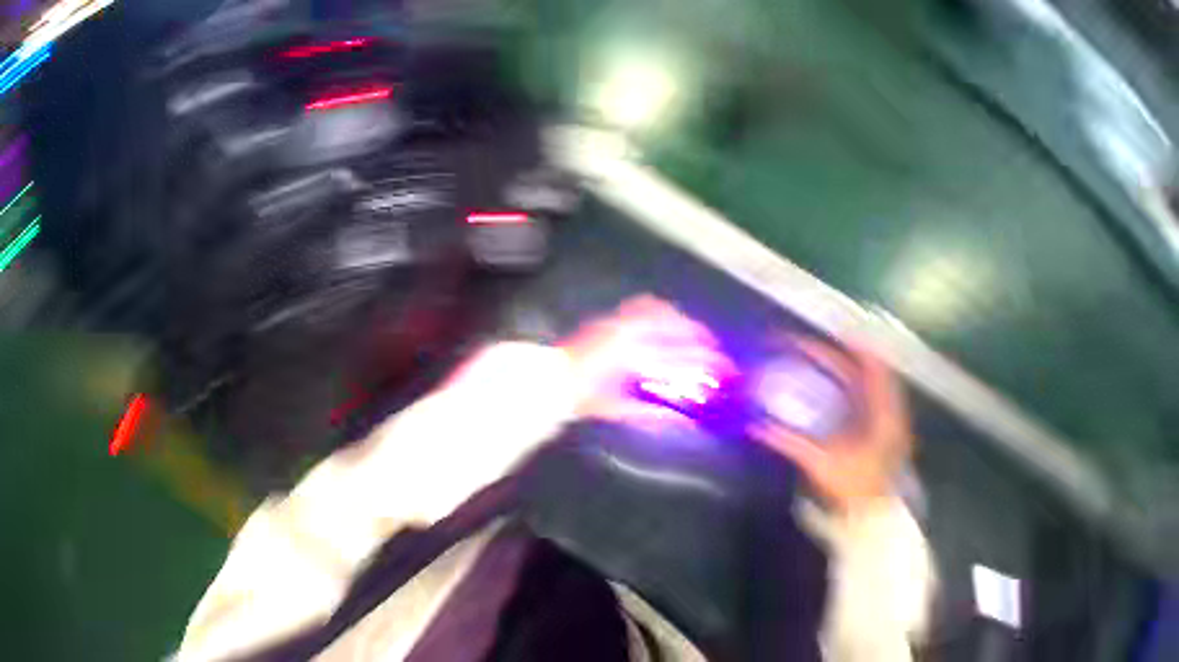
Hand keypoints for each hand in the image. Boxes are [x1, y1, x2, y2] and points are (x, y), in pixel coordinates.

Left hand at [560, 295, 730, 429]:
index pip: (677, 359)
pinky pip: (641, 304)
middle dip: (699, 338)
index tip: (721, 365)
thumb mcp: (621, 409)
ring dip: (681, 320)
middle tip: (714, 348)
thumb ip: (654, 414)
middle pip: (674, 330)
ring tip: (694, 330)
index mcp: (632, 360)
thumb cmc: (587, 397)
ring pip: (659, 311)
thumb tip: (684, 421)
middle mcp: (629, 335)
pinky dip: (659, 308)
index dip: (703, 362)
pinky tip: (667, 315)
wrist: (555, 378)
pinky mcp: (612, 317)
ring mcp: (620, 322)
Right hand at [754, 338, 911, 513]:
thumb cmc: (850, 489)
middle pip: (869, 373)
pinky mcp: (870, 424)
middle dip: (843, 352)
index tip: (838, 334)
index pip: (875, 377)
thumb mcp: (818, 464)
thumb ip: (786, 442)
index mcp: (881, 421)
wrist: (868, 515)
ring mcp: (880, 419)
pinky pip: (858, 392)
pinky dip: (843, 378)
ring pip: (865, 381)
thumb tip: (751, 425)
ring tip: (816, 350)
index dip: (860, 353)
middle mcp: (885, 415)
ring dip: (843, 363)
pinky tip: (823, 374)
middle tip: (811, 341)